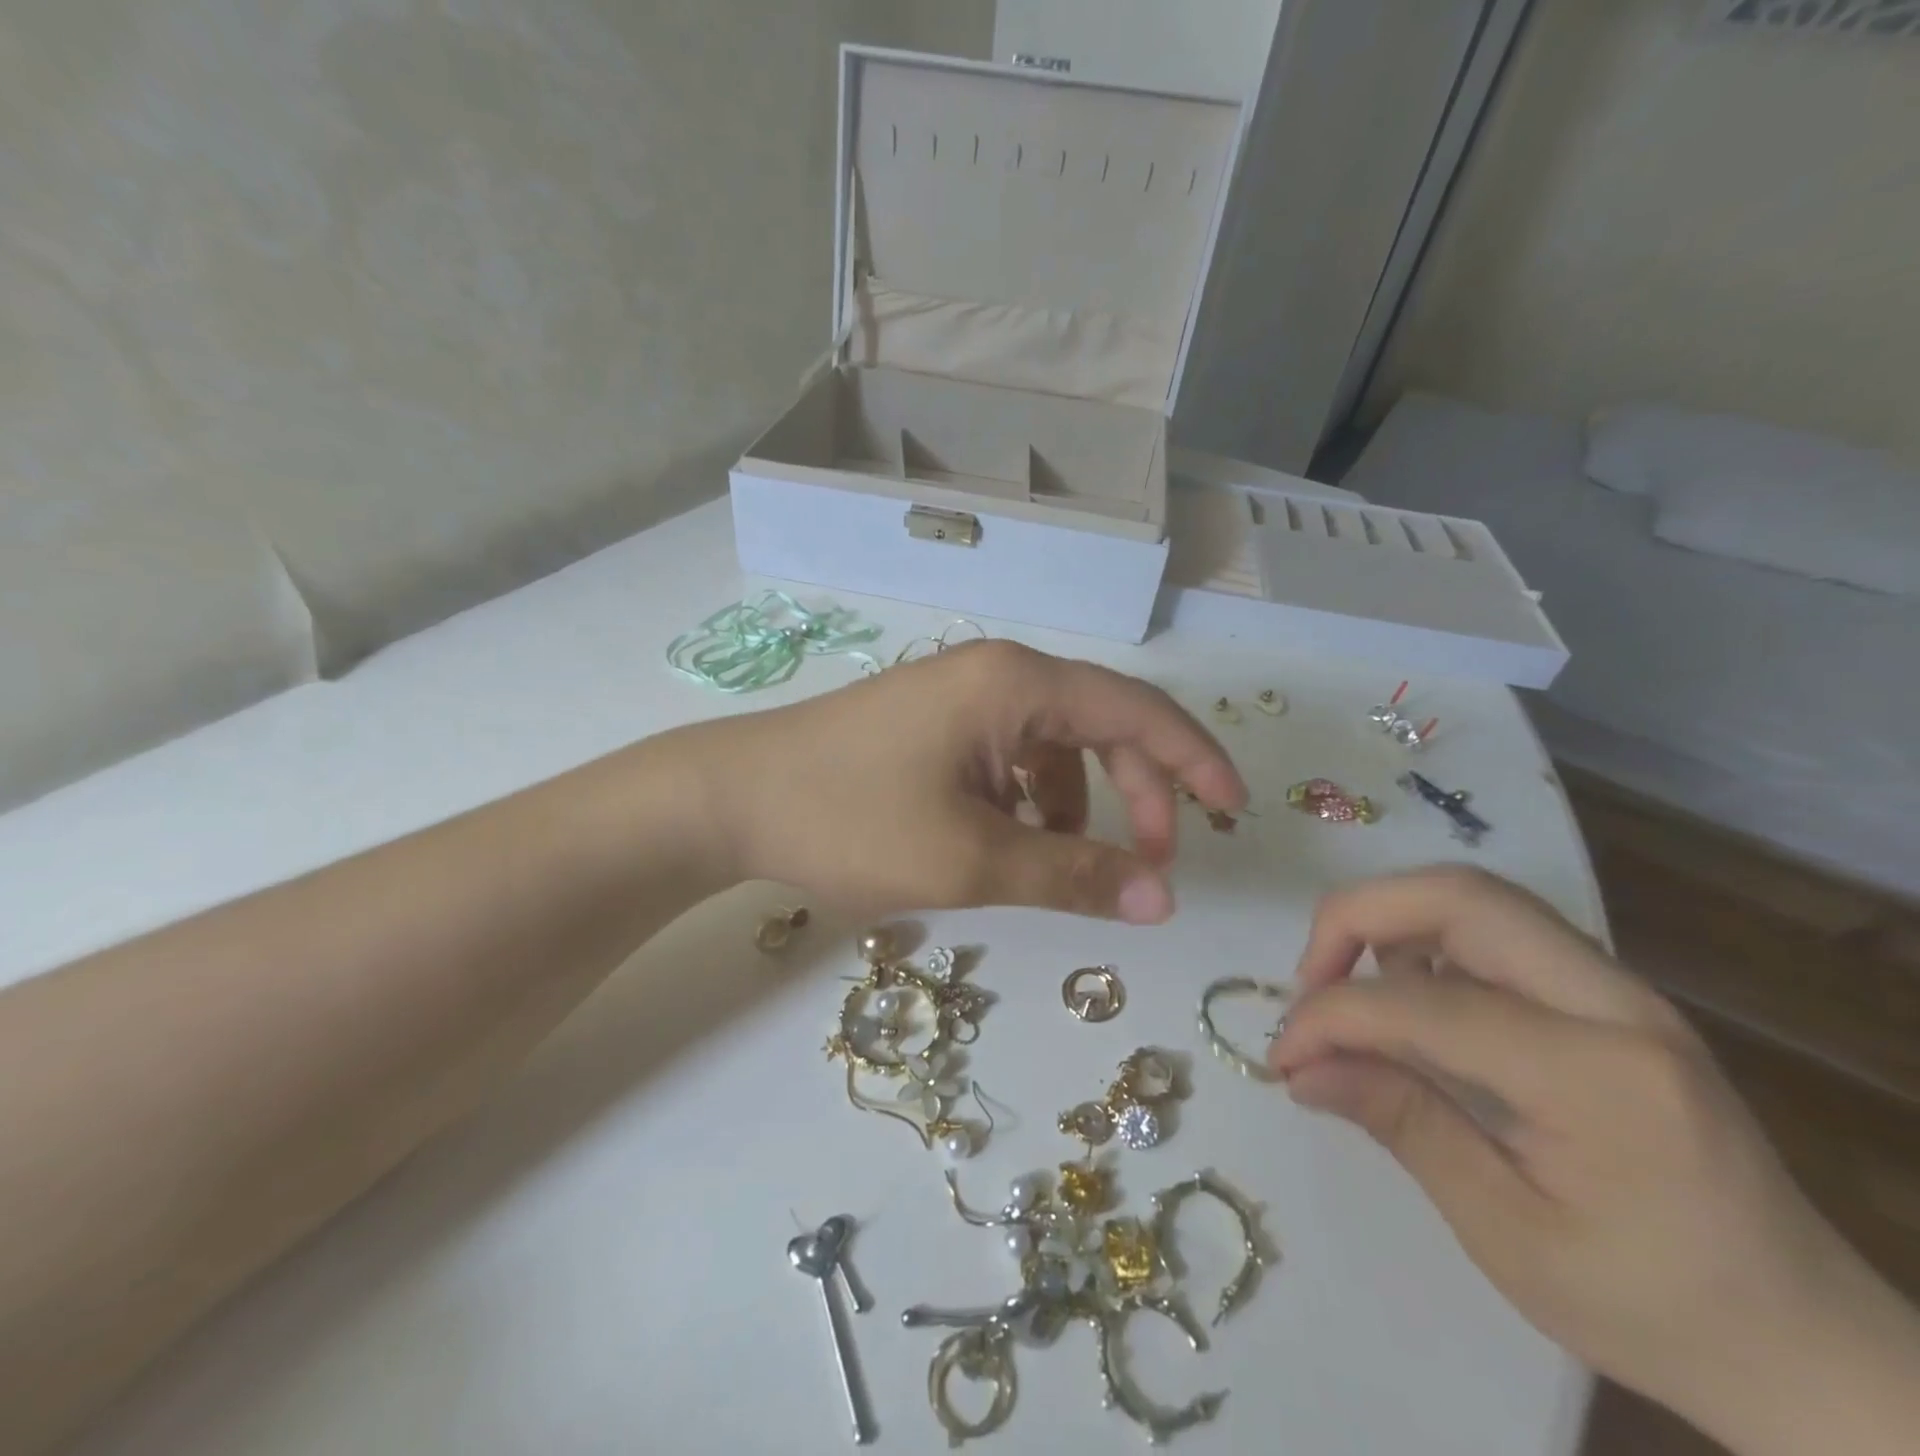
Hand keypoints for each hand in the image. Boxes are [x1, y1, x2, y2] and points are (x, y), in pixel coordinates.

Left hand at [689, 640, 1245, 921]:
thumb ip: (1072, 873)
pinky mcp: (935, 727)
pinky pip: (1009, 759)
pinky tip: (1007, 841)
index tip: (1233, 809)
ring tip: (1061, 861)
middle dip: (1138, 792)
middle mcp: (996, 675)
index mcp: (1015, 683)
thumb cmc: (849, 820)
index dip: (1194, 758)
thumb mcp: (970, 858)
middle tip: (1152, 863)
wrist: (731, 800)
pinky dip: (1029, 802)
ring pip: (1054, 748)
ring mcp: (961, 698)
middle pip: (1099, 725)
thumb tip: (1161, 900)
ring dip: (1078, 805)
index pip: (1135, 710)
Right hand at [1267, 866, 1919, 1455]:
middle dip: (1356, 917)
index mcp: (1600, 1077)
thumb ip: (1399, 1122)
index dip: (1331, 1015)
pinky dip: (1429, 938)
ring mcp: (1621, 989)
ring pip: (1475, 896)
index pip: (1425, 1002)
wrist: (1810, 1343)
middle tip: (1310, 980)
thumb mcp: (1507, 1234)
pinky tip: (1411, 997)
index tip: (1283, 1055)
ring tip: (1352, 987)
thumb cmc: (1653, 1307)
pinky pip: (1498, 927)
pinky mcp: (1610, 993)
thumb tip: (1298, 1068)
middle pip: (1458, 894)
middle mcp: (1617, 1002)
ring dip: (1391, 920)